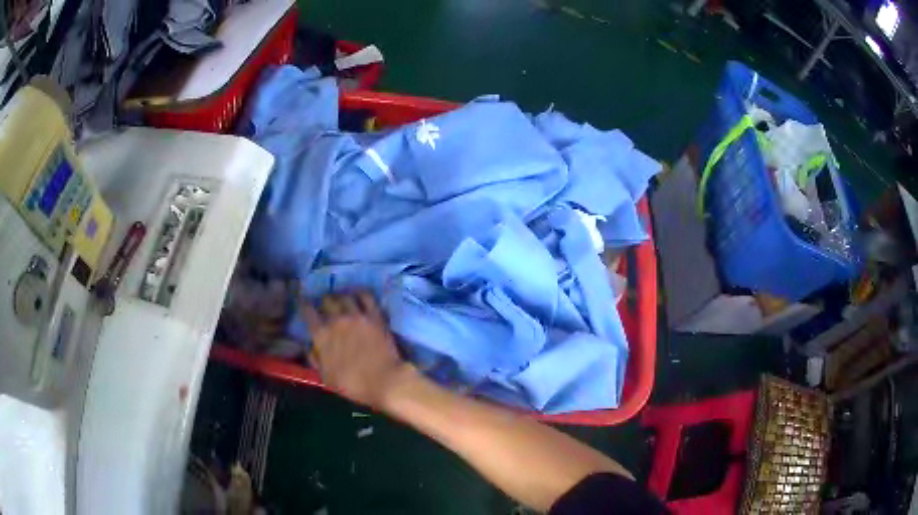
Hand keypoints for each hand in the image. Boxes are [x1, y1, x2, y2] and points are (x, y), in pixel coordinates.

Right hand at [300, 292, 411, 408]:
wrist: (384, 380)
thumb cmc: (353, 385)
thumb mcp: (326, 377)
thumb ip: (315, 360)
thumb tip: (308, 347)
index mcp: (321, 336)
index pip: (307, 312)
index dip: (304, 304)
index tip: (304, 302)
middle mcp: (336, 320)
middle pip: (326, 300)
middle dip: (324, 301)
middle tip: (326, 305)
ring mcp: (357, 316)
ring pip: (345, 296)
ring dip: (341, 296)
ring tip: (341, 299)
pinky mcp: (375, 316)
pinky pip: (366, 296)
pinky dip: (360, 293)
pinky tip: (358, 295)